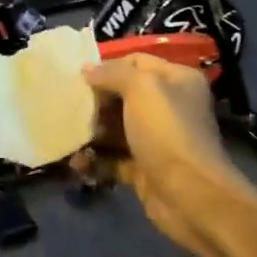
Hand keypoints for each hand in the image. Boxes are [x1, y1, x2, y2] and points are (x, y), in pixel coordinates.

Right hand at [80, 55, 256, 256]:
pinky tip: (77, 163)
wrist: (189, 195)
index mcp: (177, 80)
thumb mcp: (142, 89)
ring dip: (91, 133)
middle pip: (123, 96)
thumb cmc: (167, 132)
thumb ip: (113, 73)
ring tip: (67, 137)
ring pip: (116, 129)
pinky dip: (95, 160)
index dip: (107, 67)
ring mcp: (157, 139)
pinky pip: (114, 159)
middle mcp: (170, 106)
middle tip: (69, 108)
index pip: (136, 61)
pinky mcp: (145, 168)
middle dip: (95, 102)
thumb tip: (87, 68)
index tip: (77, 78)